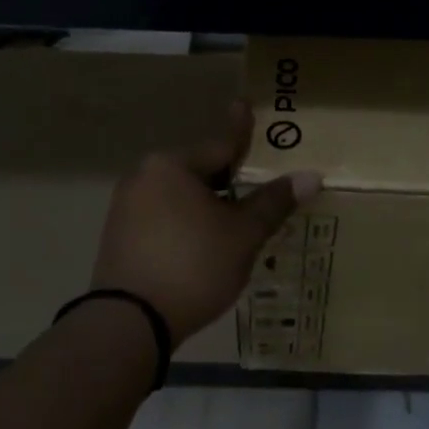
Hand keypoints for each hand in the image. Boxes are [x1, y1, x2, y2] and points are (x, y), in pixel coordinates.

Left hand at [92, 101, 320, 342]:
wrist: (128, 324)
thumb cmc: (193, 266)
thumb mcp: (242, 235)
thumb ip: (273, 202)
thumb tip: (311, 177)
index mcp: (172, 166)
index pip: (220, 145)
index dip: (241, 130)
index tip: (243, 104)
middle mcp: (144, 176)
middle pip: (199, 171)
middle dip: (227, 178)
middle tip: (253, 182)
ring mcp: (125, 207)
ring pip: (179, 196)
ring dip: (207, 204)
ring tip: (233, 221)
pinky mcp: (117, 237)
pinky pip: (162, 217)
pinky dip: (185, 223)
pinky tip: (202, 244)